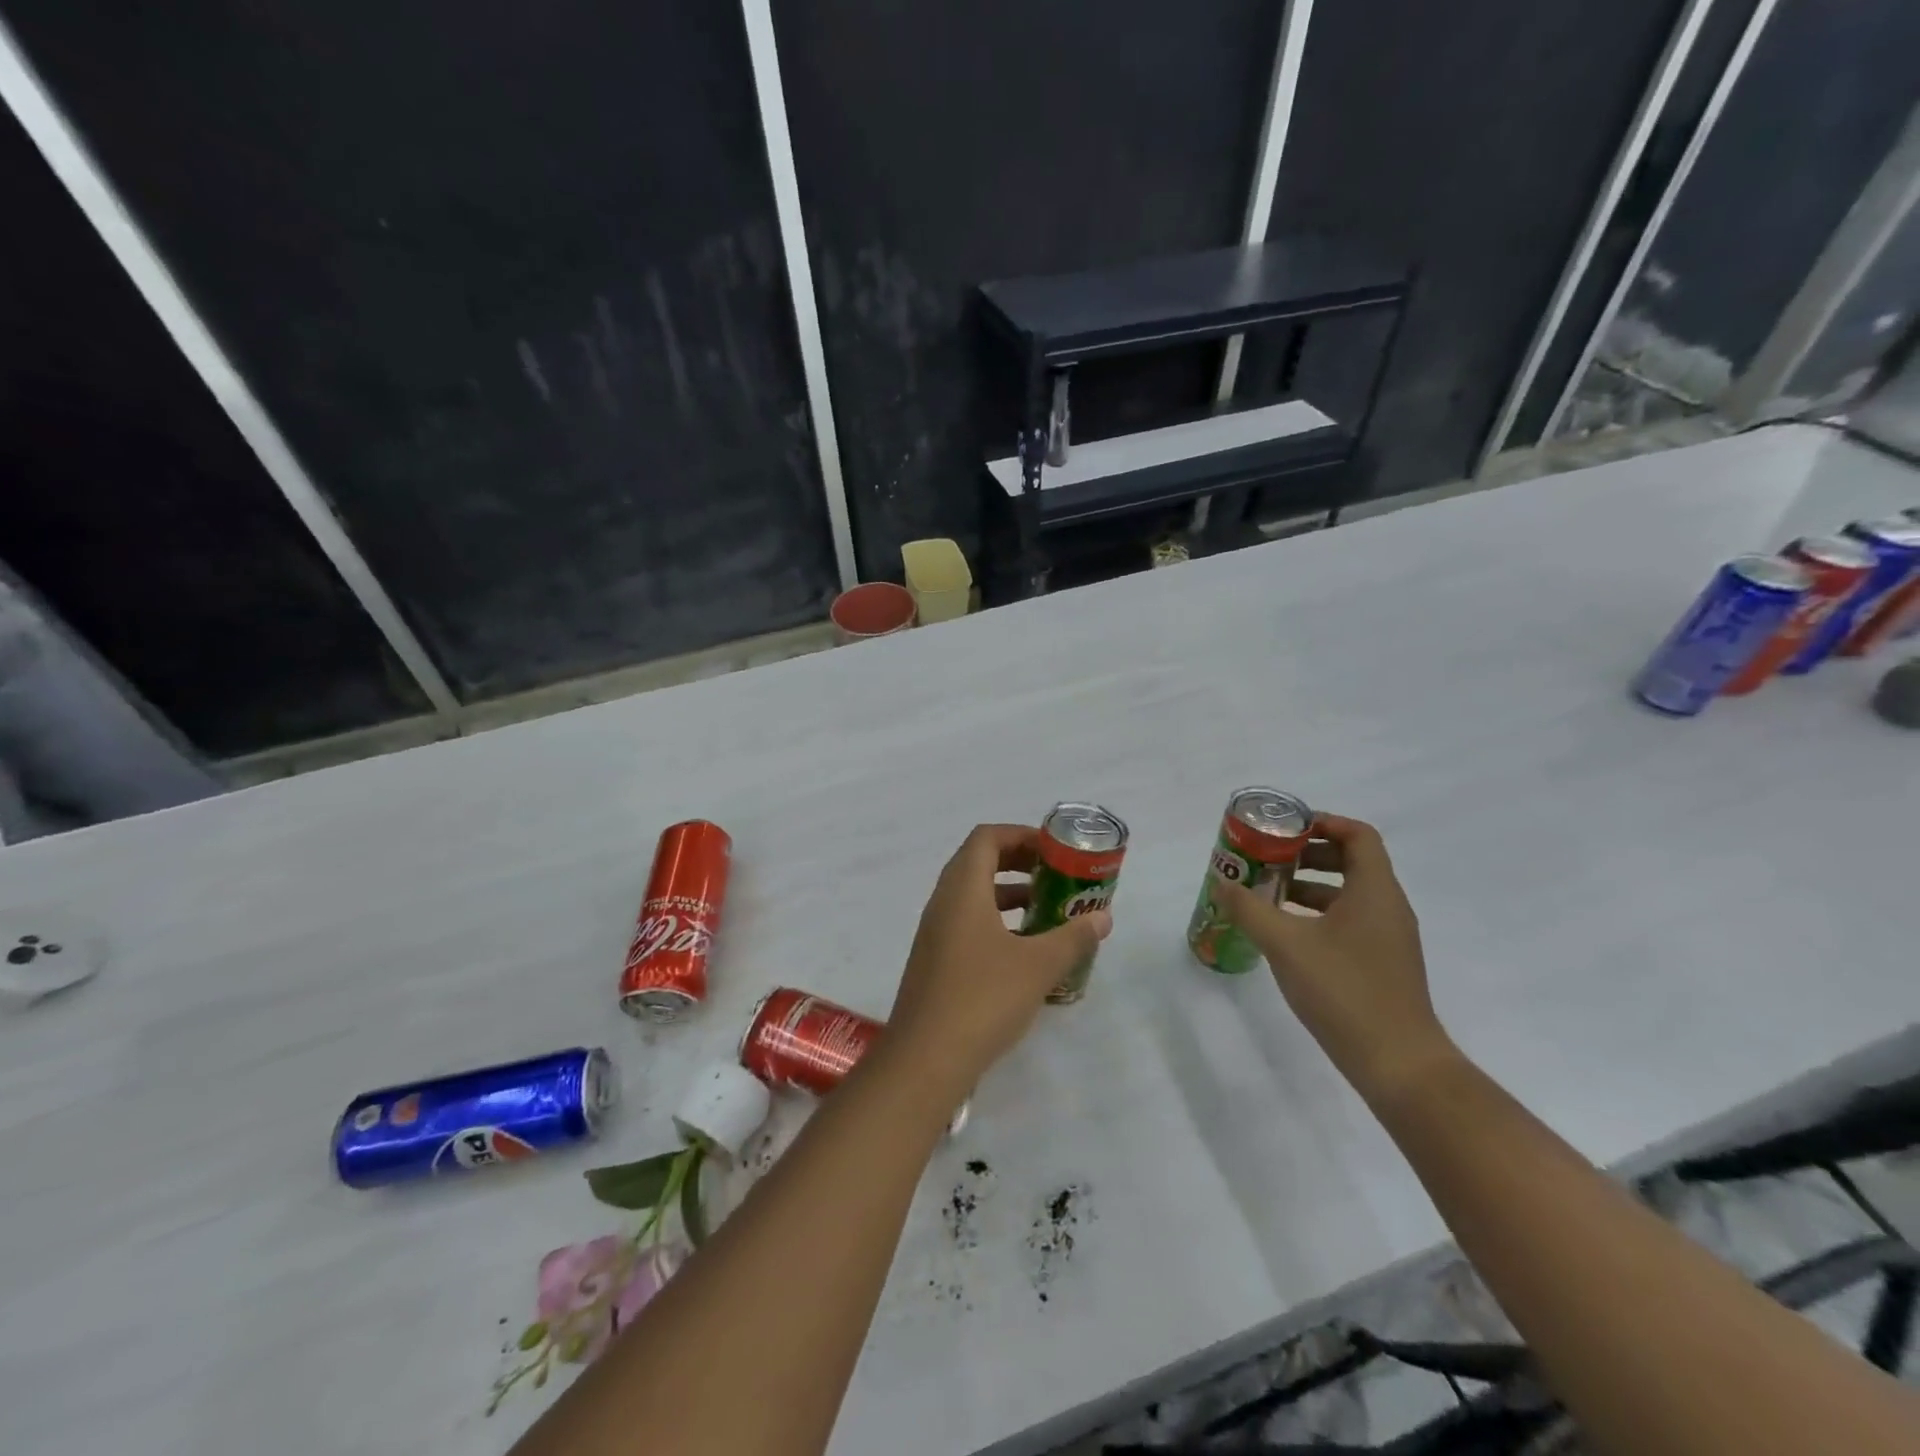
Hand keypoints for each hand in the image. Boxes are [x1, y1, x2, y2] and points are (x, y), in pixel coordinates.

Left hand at [884, 824, 1111, 1096]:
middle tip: (1055, 875)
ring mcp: (935, 933)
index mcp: (962, 889)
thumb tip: (1102, 918)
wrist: (925, 1058)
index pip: (986, 838)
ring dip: (1009, 894)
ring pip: (973, 895)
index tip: (1054, 850)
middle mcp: (943, 902)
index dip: (1020, 835)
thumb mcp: (1038, 966)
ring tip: (1047, 910)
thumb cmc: (983, 998)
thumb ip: (1073, 937)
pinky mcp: (935, 961)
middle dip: (1019, 862)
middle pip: (979, 862)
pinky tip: (1024, 951)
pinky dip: (997, 922)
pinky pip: (967, 923)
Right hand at [1209, 814, 1455, 1102]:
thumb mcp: (1285, 944)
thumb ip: (1249, 909)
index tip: (1283, 829)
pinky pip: (1349, 920)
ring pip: (1348, 893)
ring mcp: (1388, 937)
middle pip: (1351, 860)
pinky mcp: (1382, 963)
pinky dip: (1317, 914)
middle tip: (1267, 858)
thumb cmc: (1343, 990)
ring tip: (1267, 894)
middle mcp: (1388, 906)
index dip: (1321, 823)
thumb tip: (1221, 882)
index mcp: (1374, 891)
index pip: (1357, 834)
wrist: (1398, 1063)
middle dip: (1306, 854)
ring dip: (1308, 885)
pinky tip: (1286, 933)